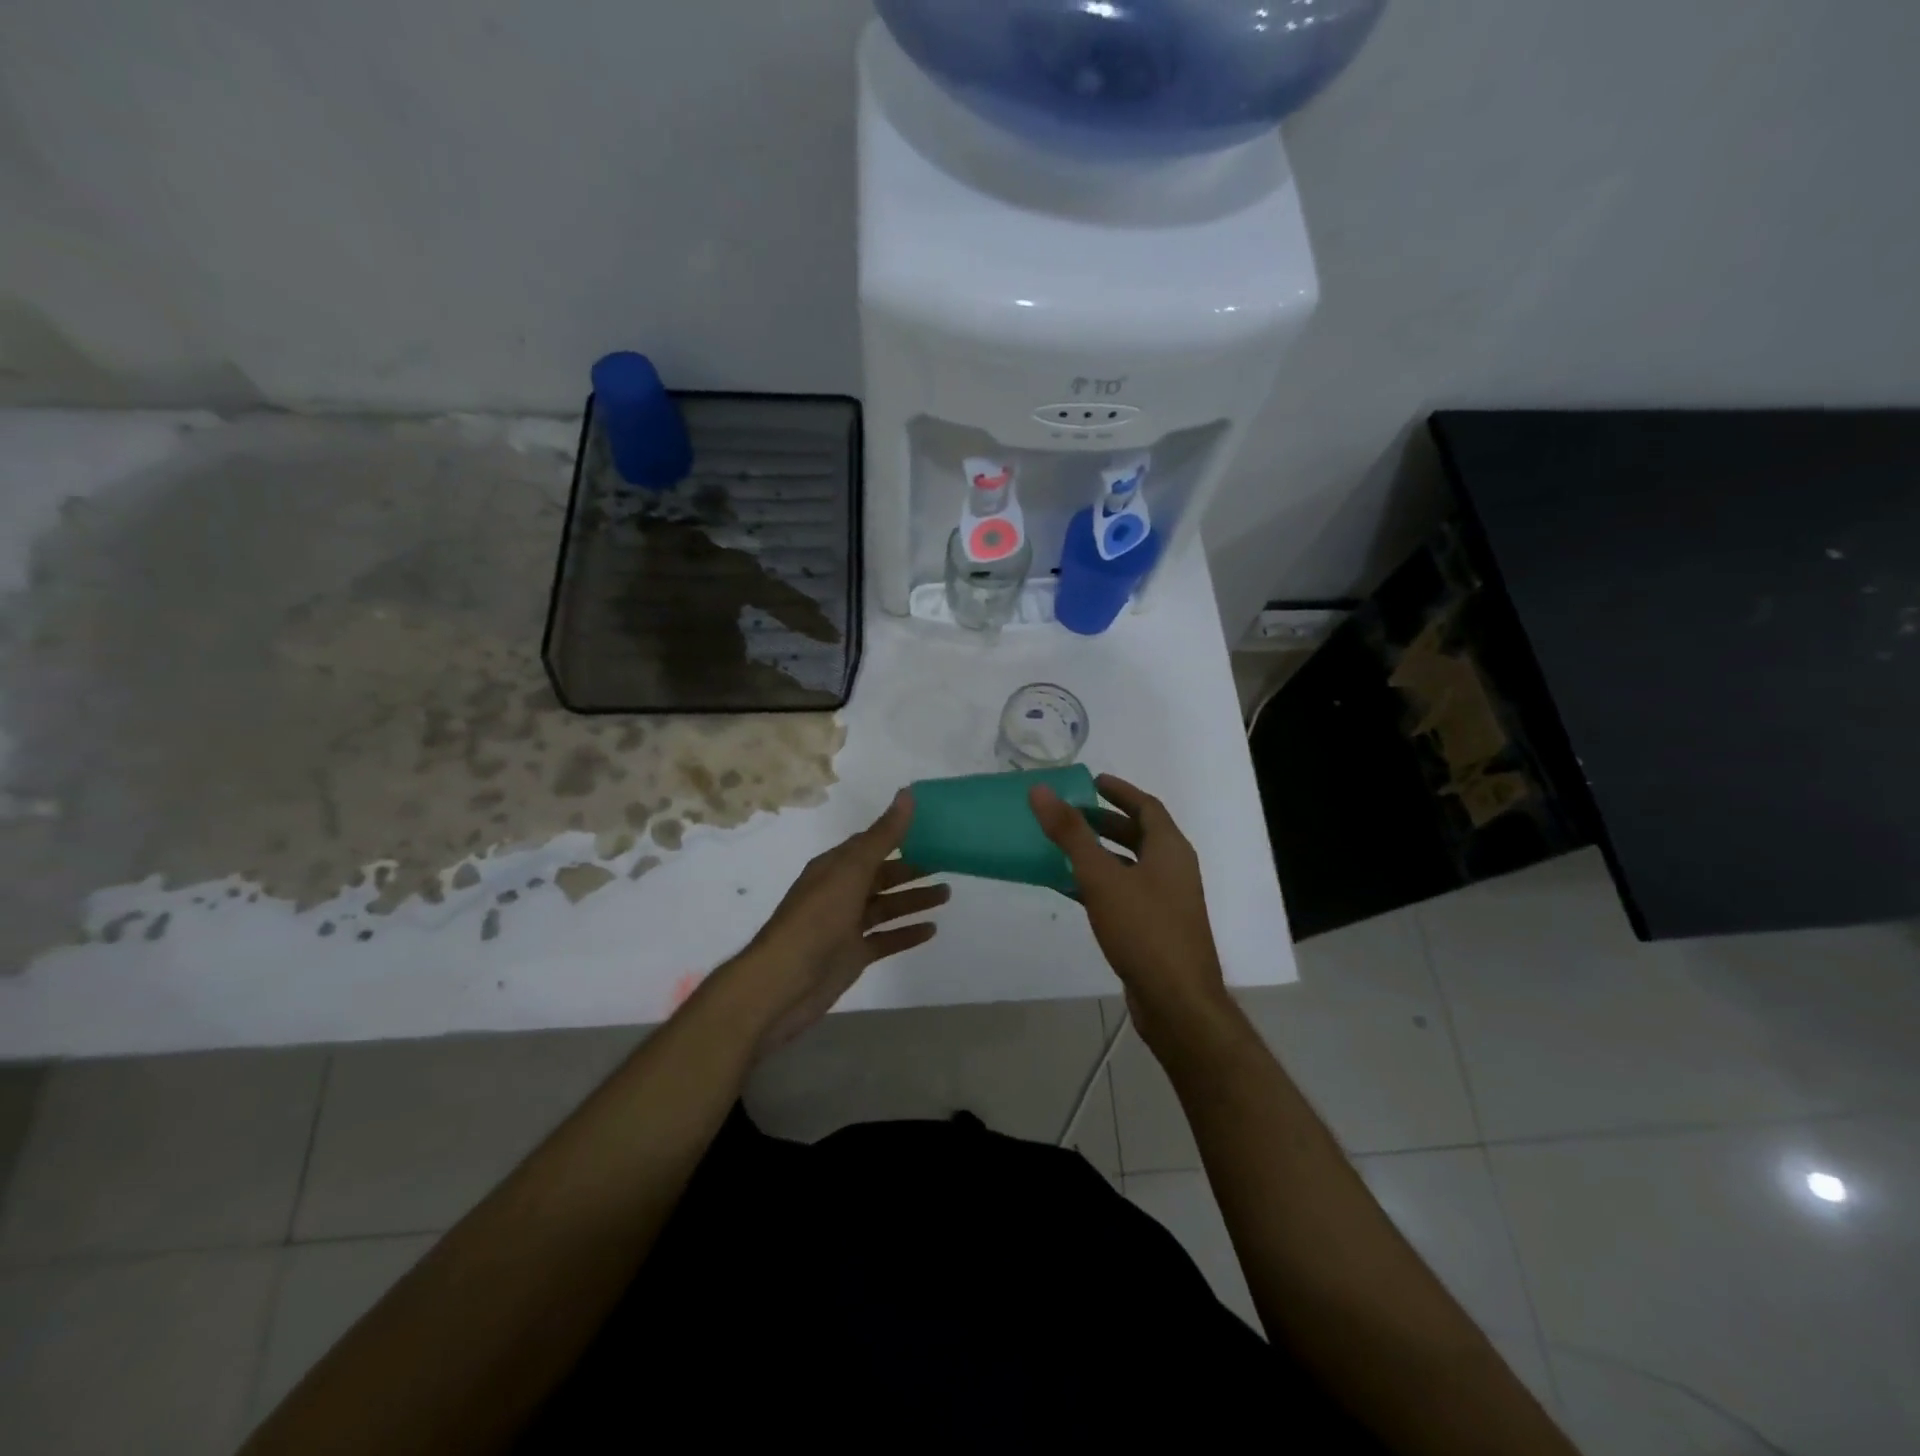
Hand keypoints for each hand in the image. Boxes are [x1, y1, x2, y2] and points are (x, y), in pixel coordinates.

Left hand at [729, 791, 947, 1055]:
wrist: (783, 984)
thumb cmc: (816, 920)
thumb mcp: (851, 871)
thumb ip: (882, 836)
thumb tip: (907, 793)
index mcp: (834, 867)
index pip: (870, 844)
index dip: (899, 835)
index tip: (932, 828)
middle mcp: (839, 892)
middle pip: (881, 876)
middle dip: (912, 869)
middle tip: (949, 864)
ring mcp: (845, 926)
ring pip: (886, 907)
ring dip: (914, 900)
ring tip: (947, 894)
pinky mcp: (852, 956)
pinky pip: (885, 939)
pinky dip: (907, 933)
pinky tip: (932, 930)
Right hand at [1029, 774, 1231, 1049]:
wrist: (1177, 1002)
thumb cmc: (1143, 929)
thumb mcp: (1101, 877)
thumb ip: (1070, 833)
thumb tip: (1041, 790)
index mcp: (1170, 849)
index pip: (1147, 806)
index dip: (1120, 791)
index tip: (1092, 782)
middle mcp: (1174, 870)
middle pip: (1140, 835)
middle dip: (1106, 822)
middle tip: (1071, 814)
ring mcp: (1168, 902)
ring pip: (1131, 866)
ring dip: (1101, 854)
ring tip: (1064, 848)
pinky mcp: (1156, 929)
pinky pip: (1125, 893)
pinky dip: (1100, 885)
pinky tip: (1070, 889)